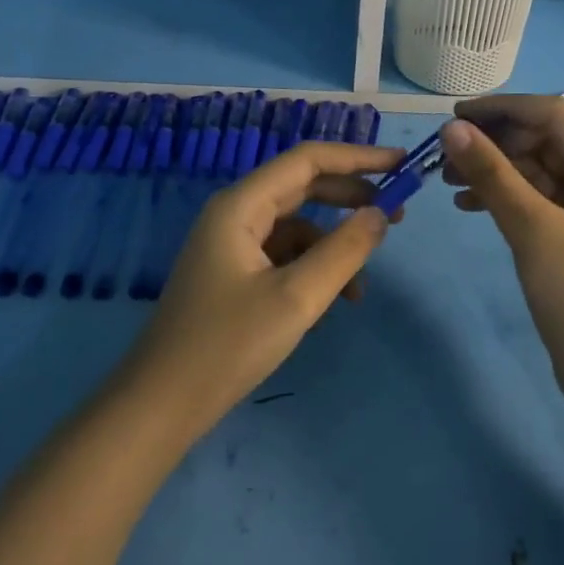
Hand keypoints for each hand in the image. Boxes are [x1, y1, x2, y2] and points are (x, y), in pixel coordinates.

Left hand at [122, 140, 403, 437]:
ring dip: (333, 247)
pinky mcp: (234, 274)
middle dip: (352, 198)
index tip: (402, 164)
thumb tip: (380, 214)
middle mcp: (236, 214)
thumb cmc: (227, 346)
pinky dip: (312, 271)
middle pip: (304, 187)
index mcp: (242, 205)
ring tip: (361, 286)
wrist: (160, 407)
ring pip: (297, 227)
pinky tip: (328, 306)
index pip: (308, 160)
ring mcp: (232, 244)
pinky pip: (284, 256)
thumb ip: (344, 251)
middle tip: (398, 214)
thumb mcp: (296, 298)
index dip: (358, 157)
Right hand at [440, 96, 563, 410]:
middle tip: (444, 155)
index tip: (454, 116)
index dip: (504, 108)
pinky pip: (539, 202)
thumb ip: (493, 175)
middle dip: (495, 142)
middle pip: (546, 141)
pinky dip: (506, 198)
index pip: (554, 114)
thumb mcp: (534, 231)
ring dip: (496, 170)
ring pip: (538, 172)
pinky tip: (469, 206)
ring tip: (447, 181)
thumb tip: (453, 128)